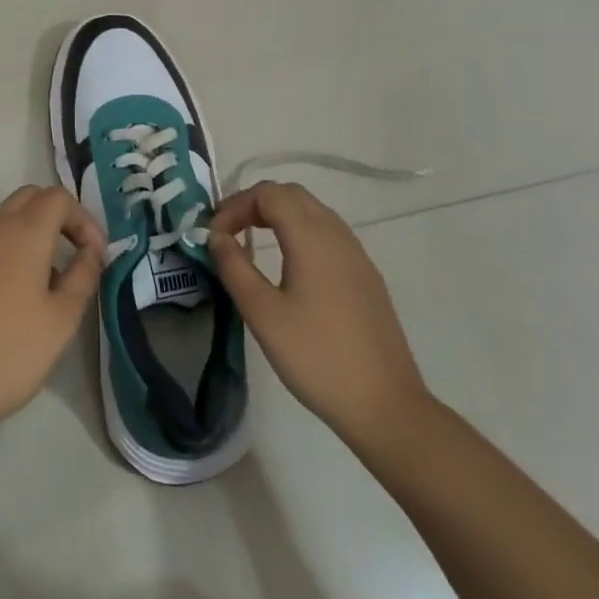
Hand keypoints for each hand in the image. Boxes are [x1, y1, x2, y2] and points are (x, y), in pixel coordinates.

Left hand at [0, 185, 105, 442]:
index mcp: (24, 234)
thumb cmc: (10, 353)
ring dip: (29, 240)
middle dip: (56, 218)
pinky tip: (5, 305)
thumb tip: (91, 252)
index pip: (58, 197)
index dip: (83, 218)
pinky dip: (2, 261)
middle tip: (72, 255)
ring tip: (43, 288)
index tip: (94, 255)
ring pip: (3, 225)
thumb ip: (83, 276)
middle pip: (28, 198)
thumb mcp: (62, 319)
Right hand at [207, 182, 433, 450]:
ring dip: (279, 215)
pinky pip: (328, 234)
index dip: (235, 205)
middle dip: (255, 204)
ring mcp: (356, 254)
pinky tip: (289, 265)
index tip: (214, 236)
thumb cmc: (316, 357)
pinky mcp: (366, 275)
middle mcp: (337, 234)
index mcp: (312, 237)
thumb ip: (234, 267)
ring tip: (252, 242)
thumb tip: (215, 236)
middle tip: (229, 232)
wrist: (385, 404)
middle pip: (292, 194)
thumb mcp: (263, 314)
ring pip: (313, 211)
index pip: (268, 194)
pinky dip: (300, 232)